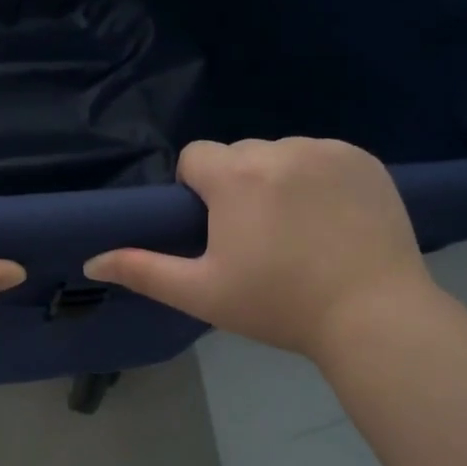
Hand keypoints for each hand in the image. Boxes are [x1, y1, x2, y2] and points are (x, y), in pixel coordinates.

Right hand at [84, 138, 430, 359]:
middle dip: (236, 186)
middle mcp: (280, 149)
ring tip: (298, 230)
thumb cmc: (279, 305)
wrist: (374, 316)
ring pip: (280, 154)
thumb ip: (142, 270)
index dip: (196, 191)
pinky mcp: (364, 160)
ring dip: (277, 180)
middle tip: (257, 238)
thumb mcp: (202, 293)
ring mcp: (327, 151)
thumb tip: (92, 259)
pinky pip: (322, 157)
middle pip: (238, 155)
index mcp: (236, 175)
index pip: (195, 157)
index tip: (217, 229)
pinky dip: (318, 178)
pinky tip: (331, 219)